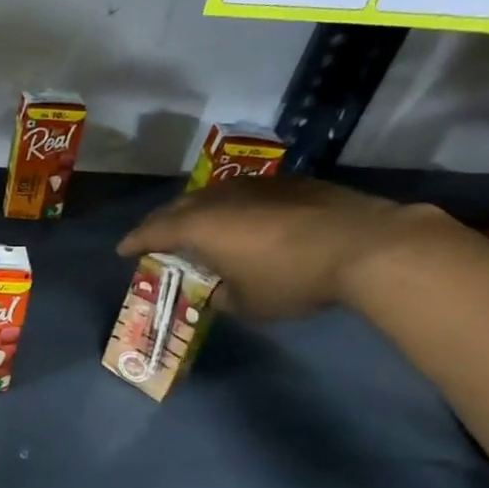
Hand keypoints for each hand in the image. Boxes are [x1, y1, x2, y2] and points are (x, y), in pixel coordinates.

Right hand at [117, 177, 409, 320]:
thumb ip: (222, 295)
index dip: (134, 241)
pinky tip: (244, 221)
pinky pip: (245, 193)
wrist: (366, 246)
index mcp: (200, 226)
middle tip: (154, 237)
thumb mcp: (248, 303)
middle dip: (161, 222)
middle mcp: (220, 199)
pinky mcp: (290, 183)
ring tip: (196, 227)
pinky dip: (232, 207)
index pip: (153, 231)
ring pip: (212, 195)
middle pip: (178, 206)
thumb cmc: (292, 278)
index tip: (122, 250)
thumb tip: (220, 290)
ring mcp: (256, 186)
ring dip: (197, 211)